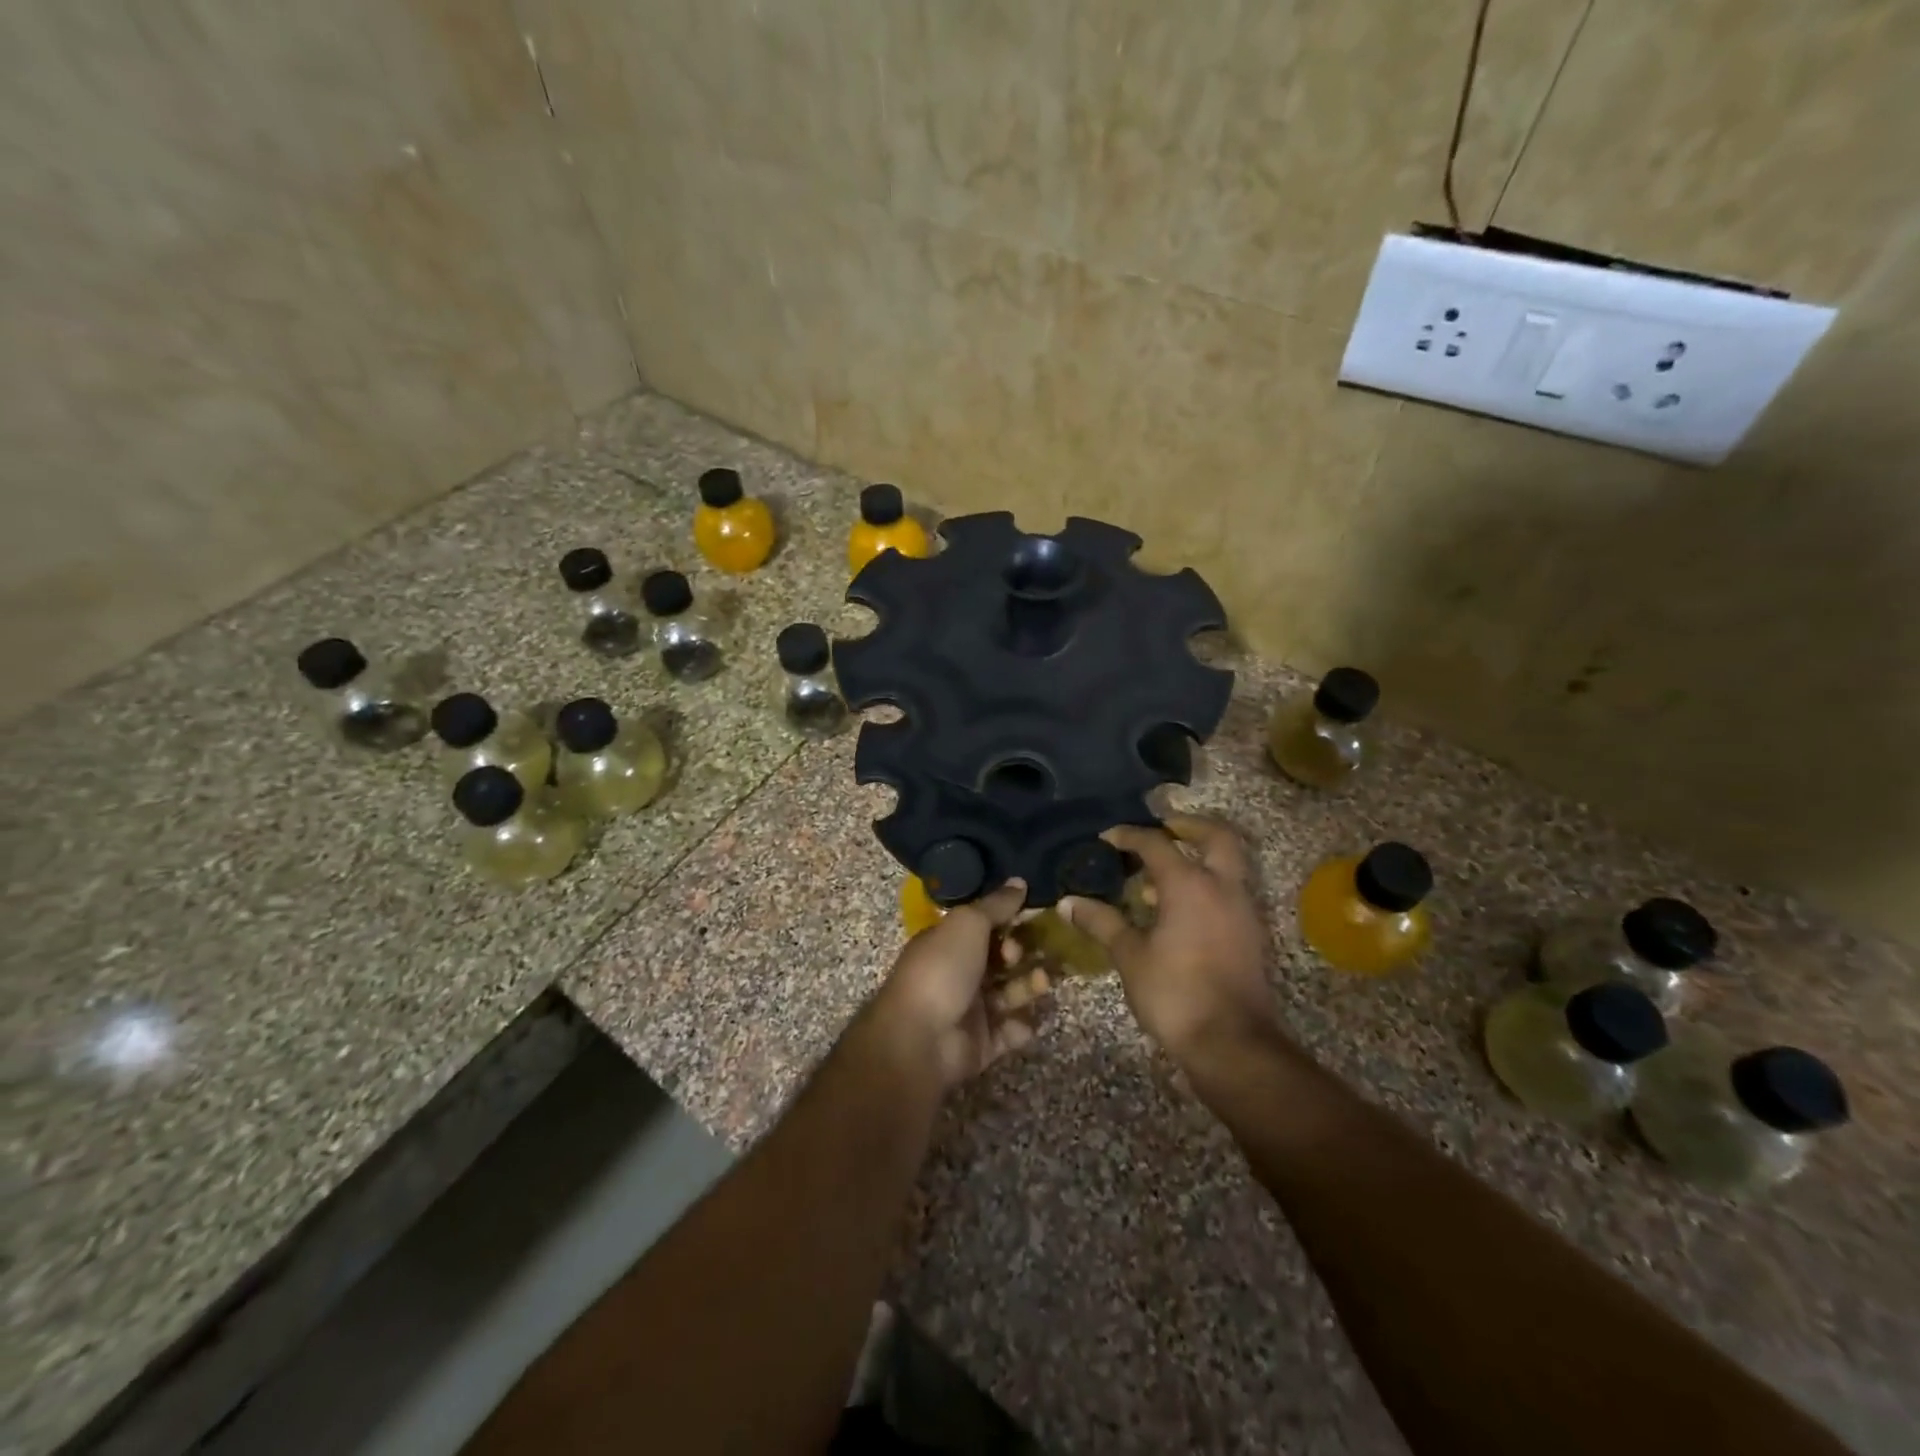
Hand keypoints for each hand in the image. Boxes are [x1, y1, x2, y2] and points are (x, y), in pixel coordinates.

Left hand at [869, 881, 1038, 1091]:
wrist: (920, 1040)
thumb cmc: (942, 970)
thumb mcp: (968, 924)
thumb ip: (996, 905)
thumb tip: (1020, 881)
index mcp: (948, 943)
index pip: (983, 927)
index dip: (1007, 921)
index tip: (1029, 917)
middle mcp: (958, 973)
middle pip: (1000, 960)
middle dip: (1021, 954)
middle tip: (1028, 954)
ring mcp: (969, 1010)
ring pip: (1009, 993)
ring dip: (1028, 986)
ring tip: (1041, 981)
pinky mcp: (982, 1044)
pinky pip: (1010, 1031)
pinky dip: (1021, 1026)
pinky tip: (1025, 1020)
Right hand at [1062, 814, 1278, 1065]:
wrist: (1233, 1044)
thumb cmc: (1175, 994)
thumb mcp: (1130, 956)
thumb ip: (1102, 923)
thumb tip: (1069, 902)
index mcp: (1190, 885)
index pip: (1157, 843)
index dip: (1129, 835)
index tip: (1106, 837)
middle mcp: (1223, 887)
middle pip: (1217, 836)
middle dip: (1189, 826)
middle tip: (1161, 830)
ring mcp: (1243, 910)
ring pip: (1228, 864)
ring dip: (1199, 857)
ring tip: (1161, 874)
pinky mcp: (1252, 934)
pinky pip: (1230, 891)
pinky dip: (1207, 885)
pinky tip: (1178, 909)